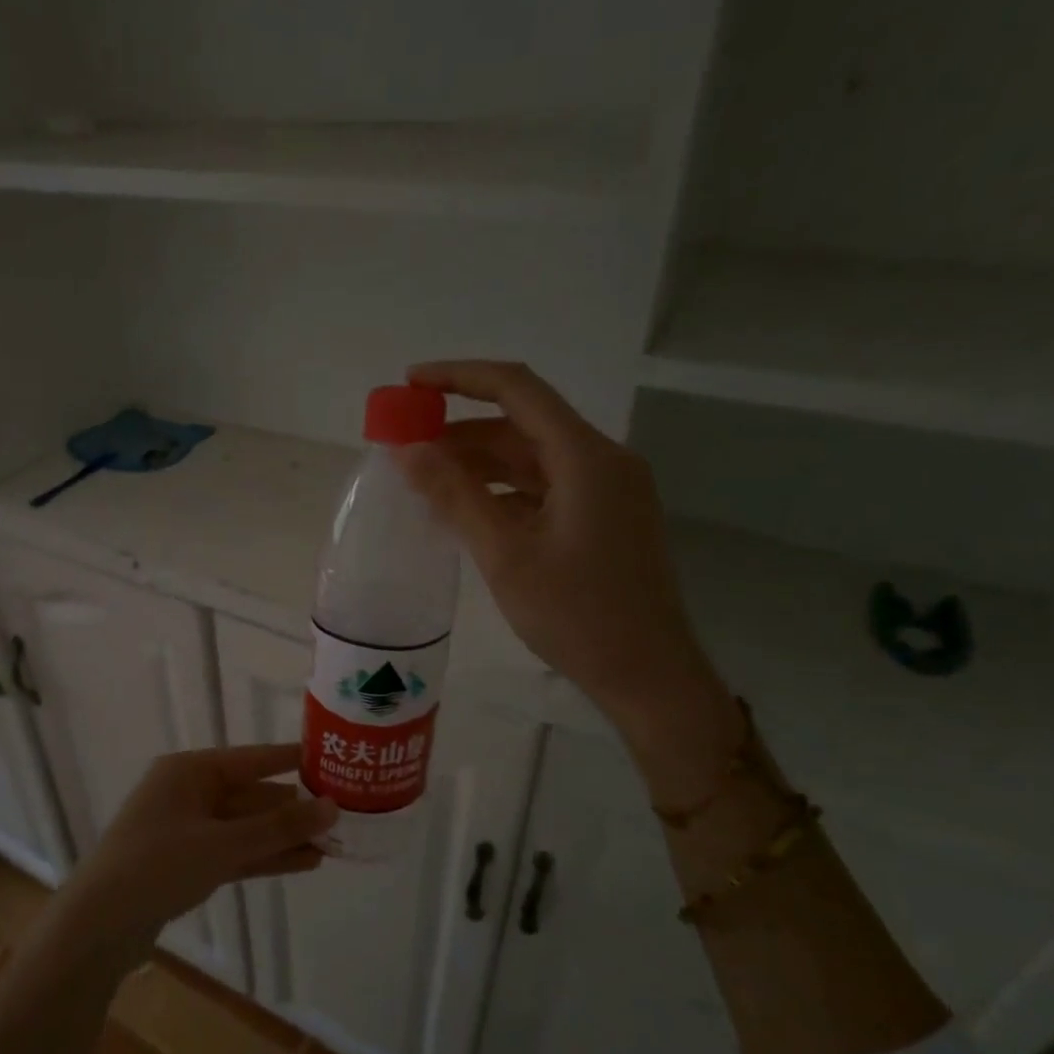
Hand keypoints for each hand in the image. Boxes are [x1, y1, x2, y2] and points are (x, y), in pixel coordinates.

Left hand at [57, 745, 335, 947]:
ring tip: (333, 844)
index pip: (253, 758)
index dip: (293, 760)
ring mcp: (186, 829)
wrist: (97, 926)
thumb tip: (332, 808)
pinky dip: (264, 856)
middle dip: (294, 808)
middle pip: (252, 794)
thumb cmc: (157, 866)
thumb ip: (278, 828)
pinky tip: (303, 863)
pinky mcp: (187, 862)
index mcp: (190, 771)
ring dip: (284, 836)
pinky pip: (234, 851)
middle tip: (343, 815)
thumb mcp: (222, 844)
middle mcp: (189, 792)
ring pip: (246, 827)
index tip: (333, 759)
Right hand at [395, 361, 740, 794]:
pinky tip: (464, 509)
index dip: (460, 377)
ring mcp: (606, 490)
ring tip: (423, 480)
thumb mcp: (505, 554)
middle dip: (461, 429)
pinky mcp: (602, 518)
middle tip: (405, 444)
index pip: (518, 389)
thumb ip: (455, 495)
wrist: (648, 675)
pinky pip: (543, 487)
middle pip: (523, 423)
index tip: (409, 383)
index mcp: (586, 457)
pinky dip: (501, 490)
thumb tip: (406, 449)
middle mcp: (602, 460)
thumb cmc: (577, 615)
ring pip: (531, 458)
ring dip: (478, 462)